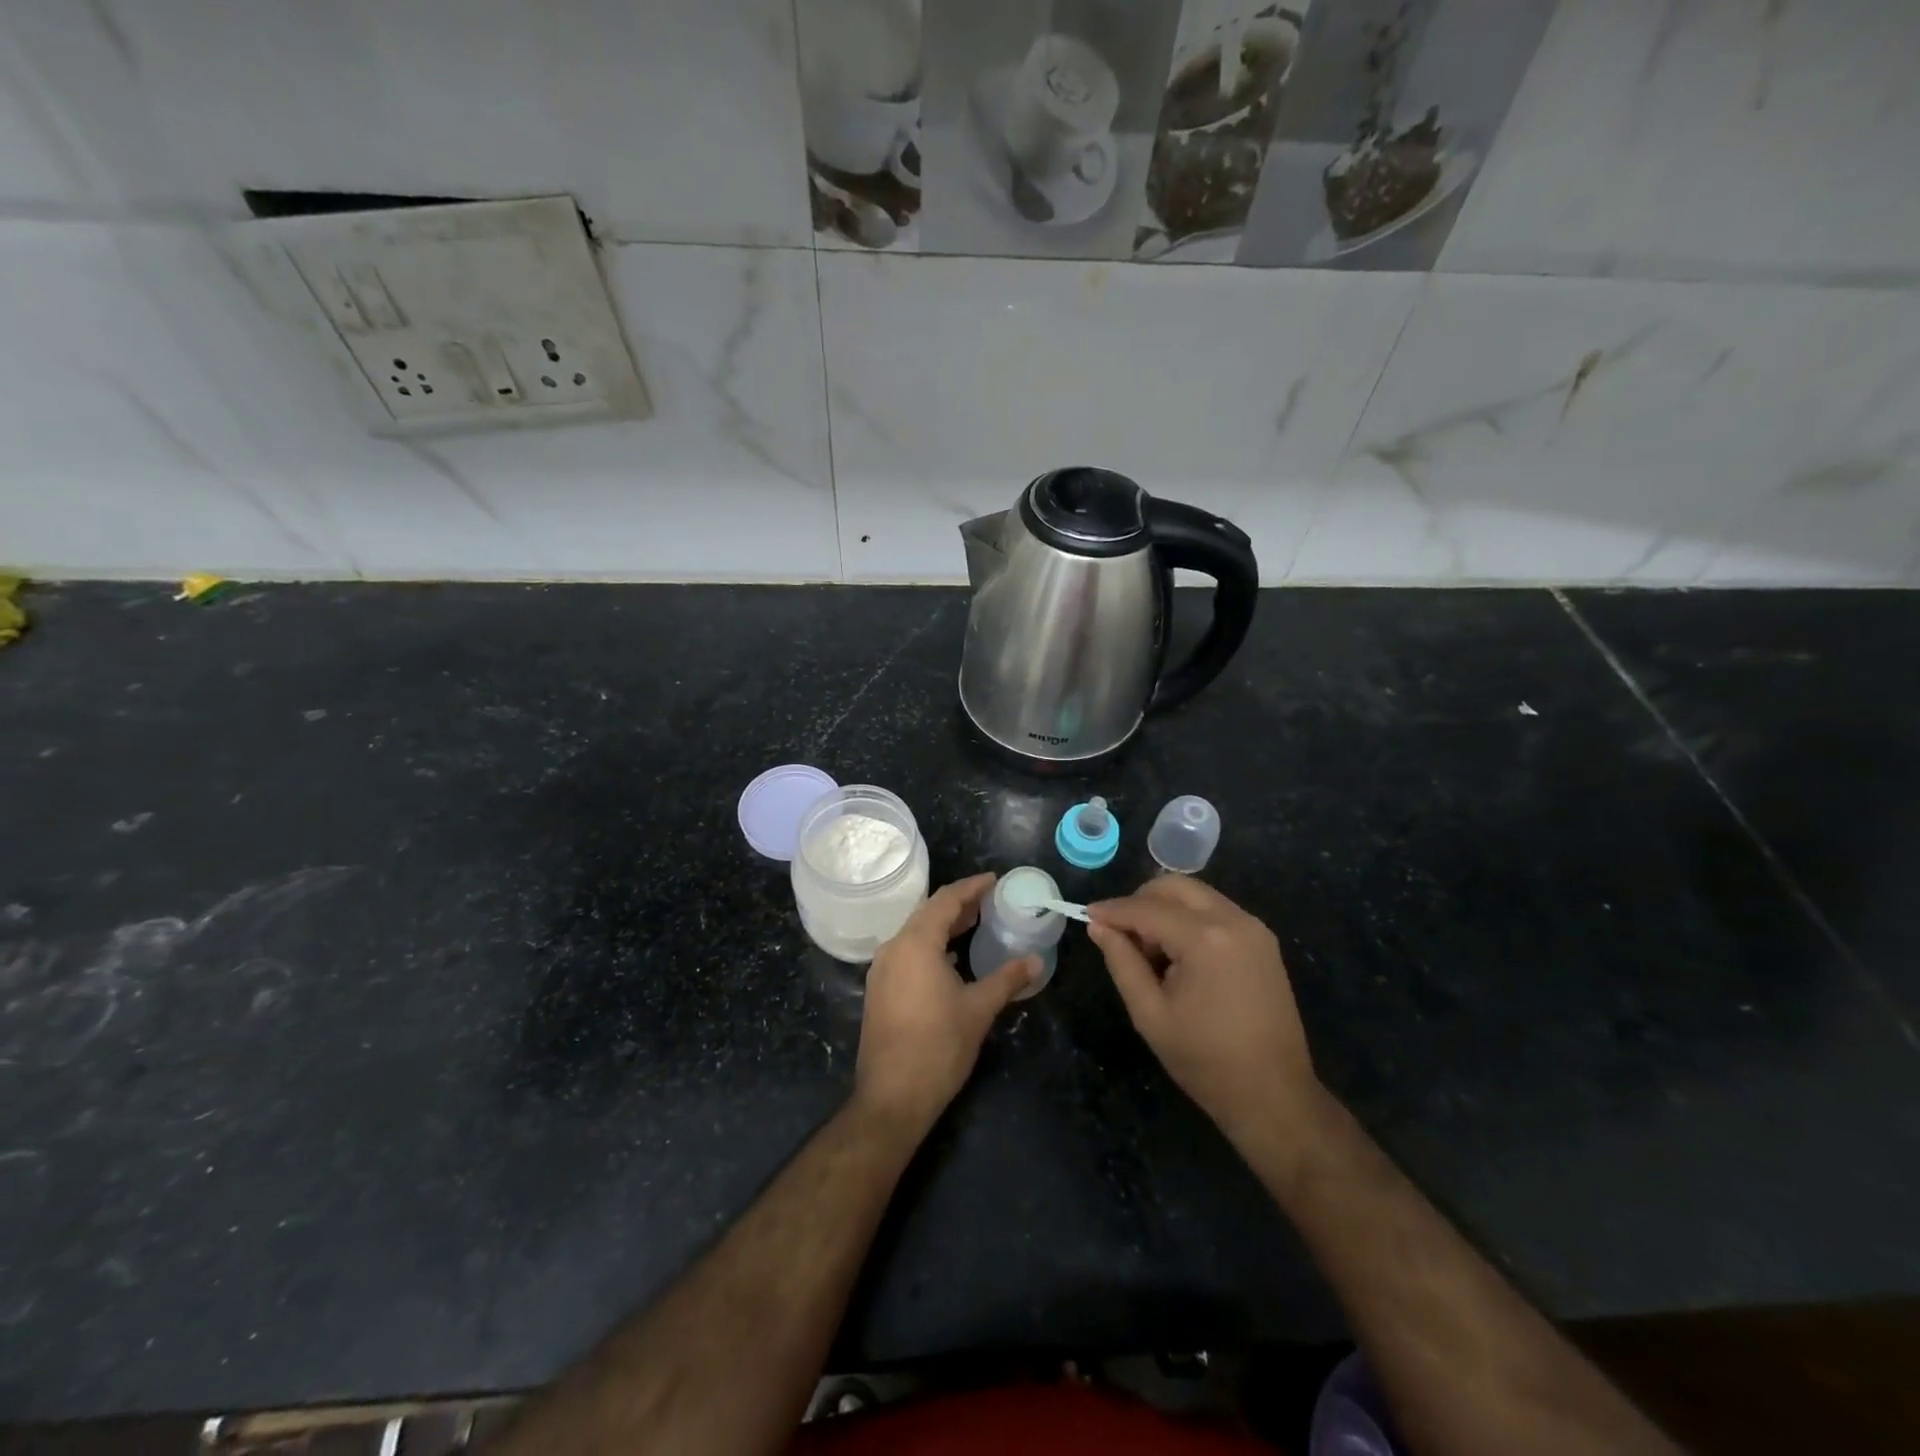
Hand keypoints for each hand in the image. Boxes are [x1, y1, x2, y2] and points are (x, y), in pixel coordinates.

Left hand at [855, 874, 1036, 1134]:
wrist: (892, 1096)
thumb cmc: (938, 1046)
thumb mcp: (979, 1009)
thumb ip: (1007, 979)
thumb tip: (1035, 961)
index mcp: (916, 943)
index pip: (945, 900)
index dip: (971, 887)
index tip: (994, 880)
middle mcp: (893, 948)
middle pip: (927, 913)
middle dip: (958, 904)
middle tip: (989, 900)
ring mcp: (882, 970)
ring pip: (914, 933)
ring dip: (943, 925)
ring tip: (974, 924)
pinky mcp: (879, 990)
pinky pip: (906, 952)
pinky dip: (930, 945)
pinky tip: (950, 958)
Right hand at [1088, 877, 1316, 1142]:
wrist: (1274, 1096)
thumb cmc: (1206, 1061)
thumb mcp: (1150, 1014)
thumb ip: (1122, 962)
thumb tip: (1098, 926)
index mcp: (1206, 939)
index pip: (1147, 908)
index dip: (1113, 910)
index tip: (1087, 915)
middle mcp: (1234, 920)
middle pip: (1174, 886)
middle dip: (1140, 901)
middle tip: (1120, 934)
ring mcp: (1253, 928)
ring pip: (1196, 895)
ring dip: (1165, 910)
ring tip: (1150, 952)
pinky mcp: (1262, 941)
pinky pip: (1215, 912)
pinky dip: (1189, 920)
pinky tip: (1178, 956)